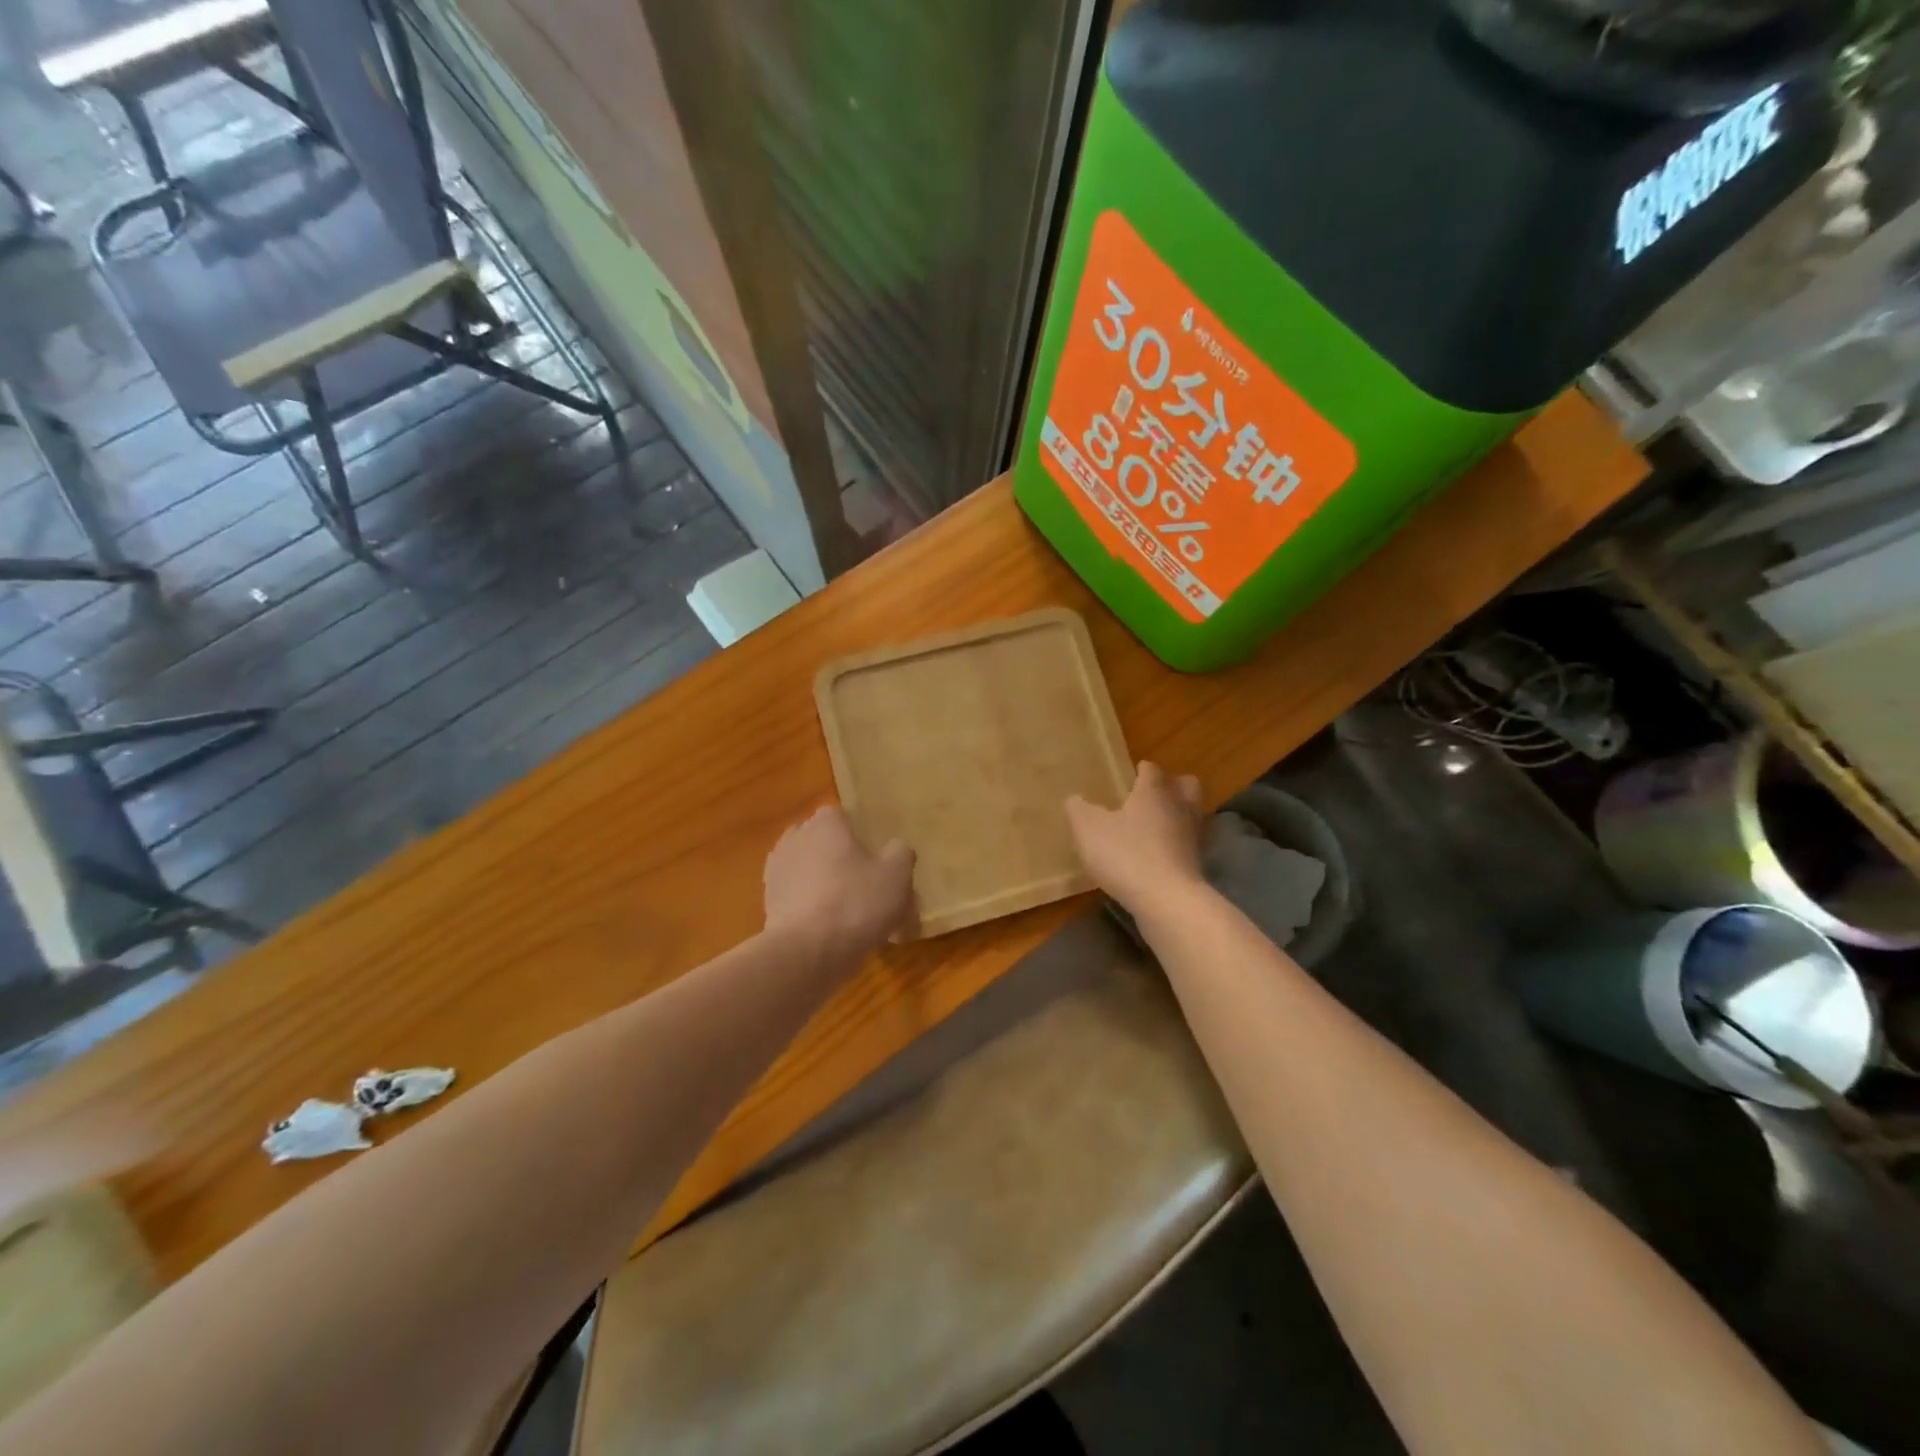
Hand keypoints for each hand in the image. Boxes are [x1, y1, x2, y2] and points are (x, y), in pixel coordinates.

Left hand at [764, 806, 916, 966]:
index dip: (861, 836)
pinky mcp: (768, 904)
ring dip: (825, 885)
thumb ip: (900, 853)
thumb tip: (895, 849)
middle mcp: (795, 838)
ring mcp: (776, 871)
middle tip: (866, 886)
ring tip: (850, 914)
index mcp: (825, 823)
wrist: (806, 952)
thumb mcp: (897, 874)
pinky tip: (832, 931)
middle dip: (840, 859)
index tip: (876, 859)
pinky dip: (812, 908)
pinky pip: (798, 898)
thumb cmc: (856, 902)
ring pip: (809, 871)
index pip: (844, 817)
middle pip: (824, 843)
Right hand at [1066, 761, 1205, 915]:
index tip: (1133, 773)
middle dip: (1173, 785)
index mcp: (1153, 792)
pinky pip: (1188, 845)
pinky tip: (1158, 856)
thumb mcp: (1088, 830)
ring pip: (1192, 814)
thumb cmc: (1125, 855)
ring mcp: (1192, 837)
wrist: (1167, 901)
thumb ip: (1079, 810)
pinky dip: (1176, 845)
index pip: (1152, 770)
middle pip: (1186, 785)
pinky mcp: (1196, 865)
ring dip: (1177, 815)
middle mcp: (1178, 808)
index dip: (1142, 769)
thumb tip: (1074, 799)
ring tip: (1156, 826)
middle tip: (1152, 795)